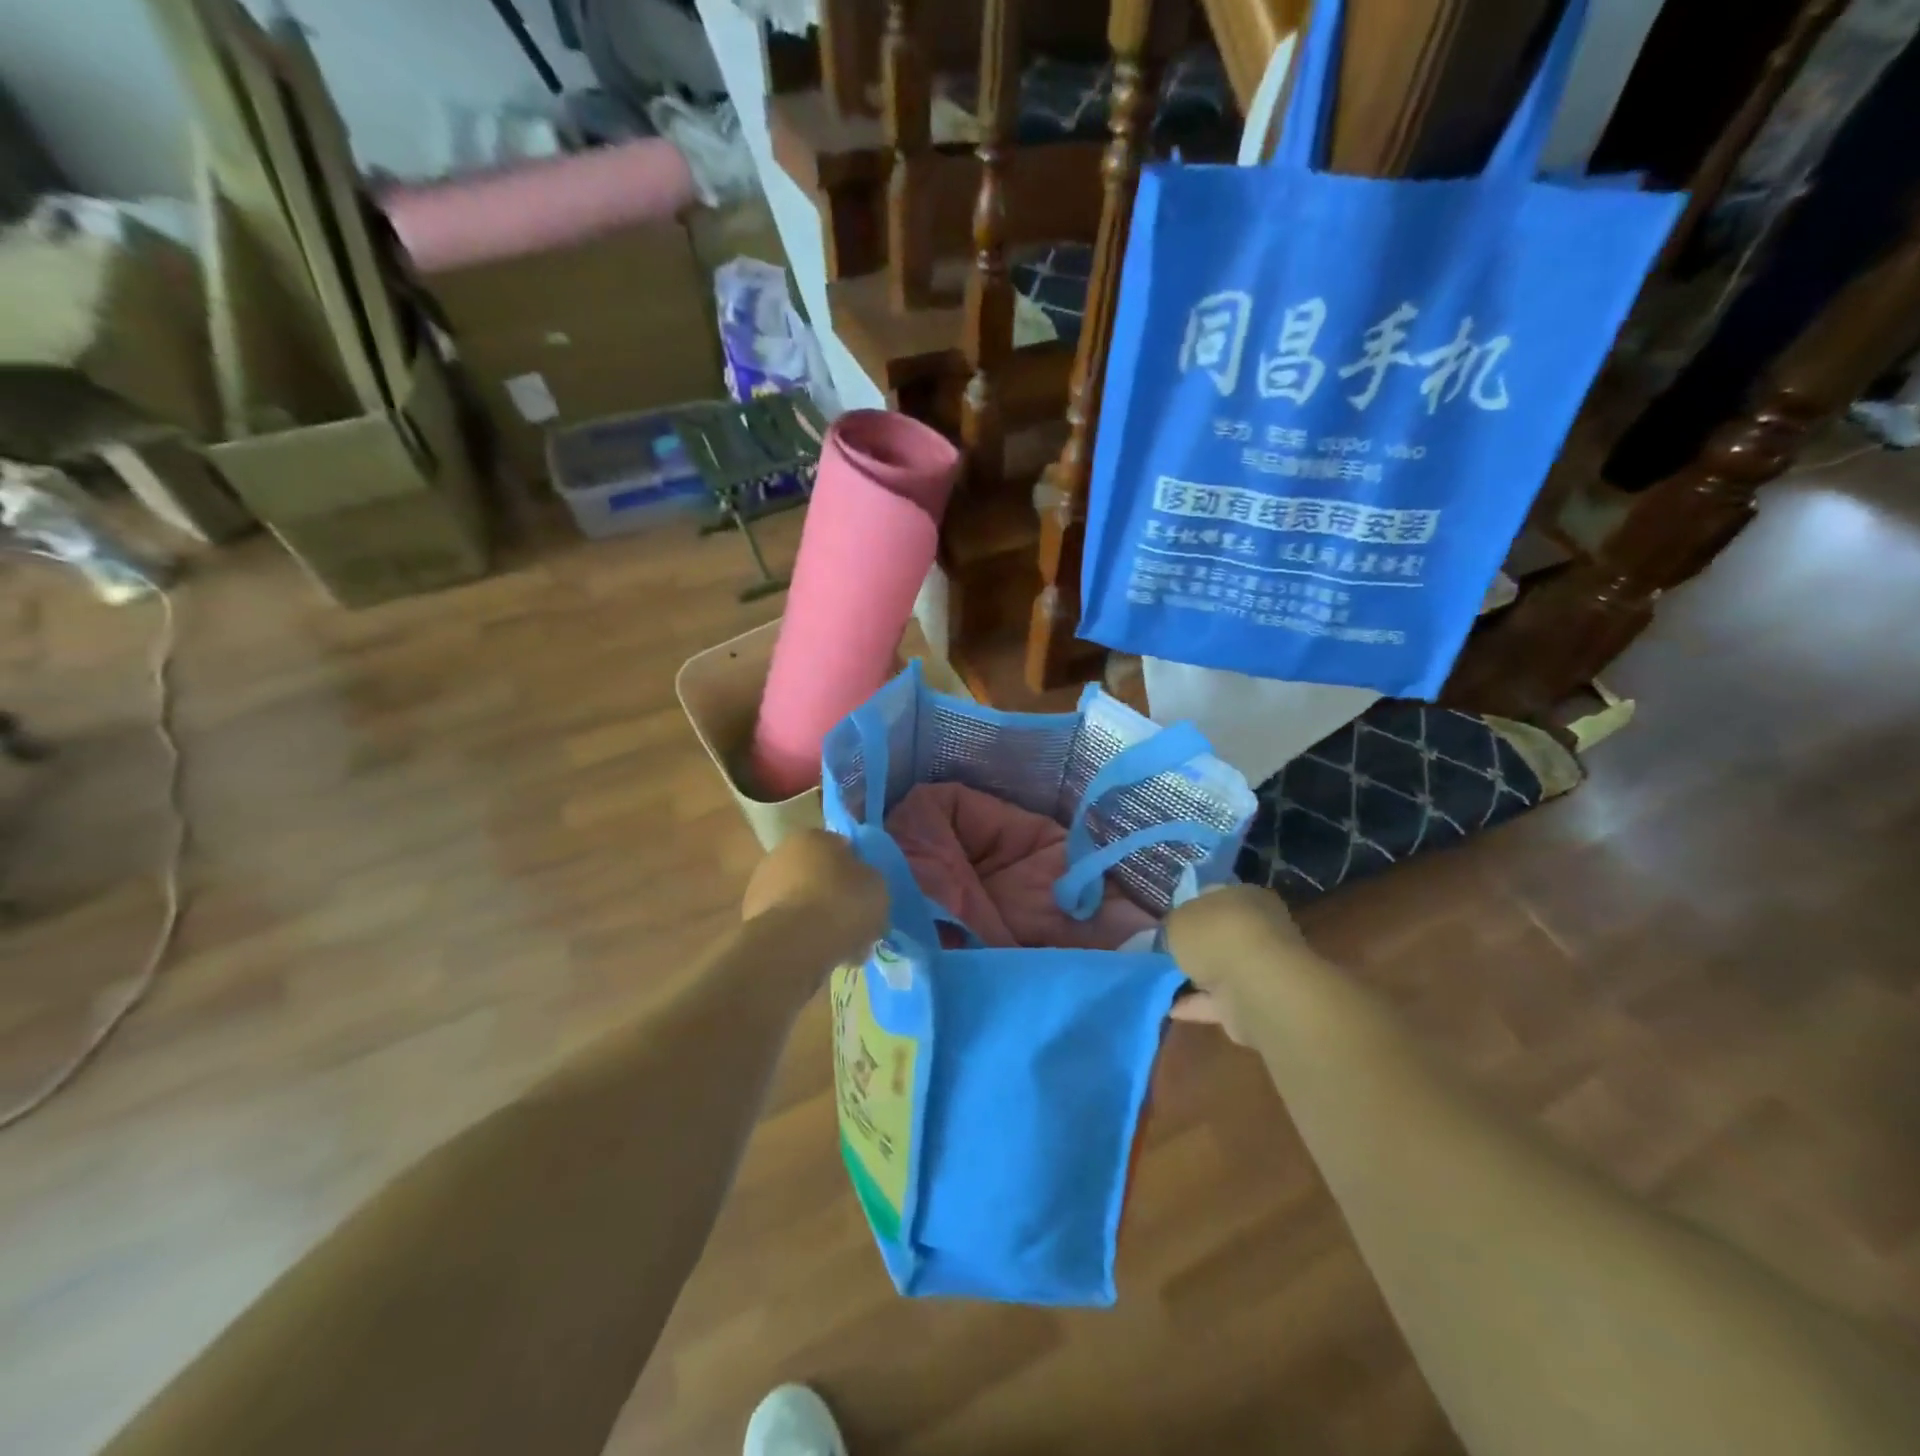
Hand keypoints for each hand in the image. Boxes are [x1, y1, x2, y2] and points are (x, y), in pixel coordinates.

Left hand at [742, 830, 889, 971]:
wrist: (792, 947)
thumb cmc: (841, 904)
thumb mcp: (877, 886)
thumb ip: (870, 878)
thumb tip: (862, 882)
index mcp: (813, 836)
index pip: (842, 847)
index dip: (859, 870)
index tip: (869, 892)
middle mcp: (781, 853)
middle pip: (818, 874)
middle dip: (835, 894)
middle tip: (855, 920)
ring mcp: (761, 887)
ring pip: (802, 902)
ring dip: (818, 918)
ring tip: (841, 946)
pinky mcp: (752, 920)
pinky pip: (789, 926)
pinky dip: (802, 937)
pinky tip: (819, 956)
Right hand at [1165, 885, 1309, 1043]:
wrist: (1257, 988)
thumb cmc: (1216, 936)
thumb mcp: (1177, 919)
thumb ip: (1173, 925)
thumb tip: (1174, 933)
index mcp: (1244, 896)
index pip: (1214, 895)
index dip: (1189, 906)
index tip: (1168, 921)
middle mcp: (1259, 927)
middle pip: (1219, 934)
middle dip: (1196, 944)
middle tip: (1165, 952)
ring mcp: (1260, 967)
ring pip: (1222, 968)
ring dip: (1197, 977)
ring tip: (1162, 982)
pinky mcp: (1257, 1002)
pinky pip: (1220, 1001)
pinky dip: (1198, 1005)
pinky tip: (1171, 1009)